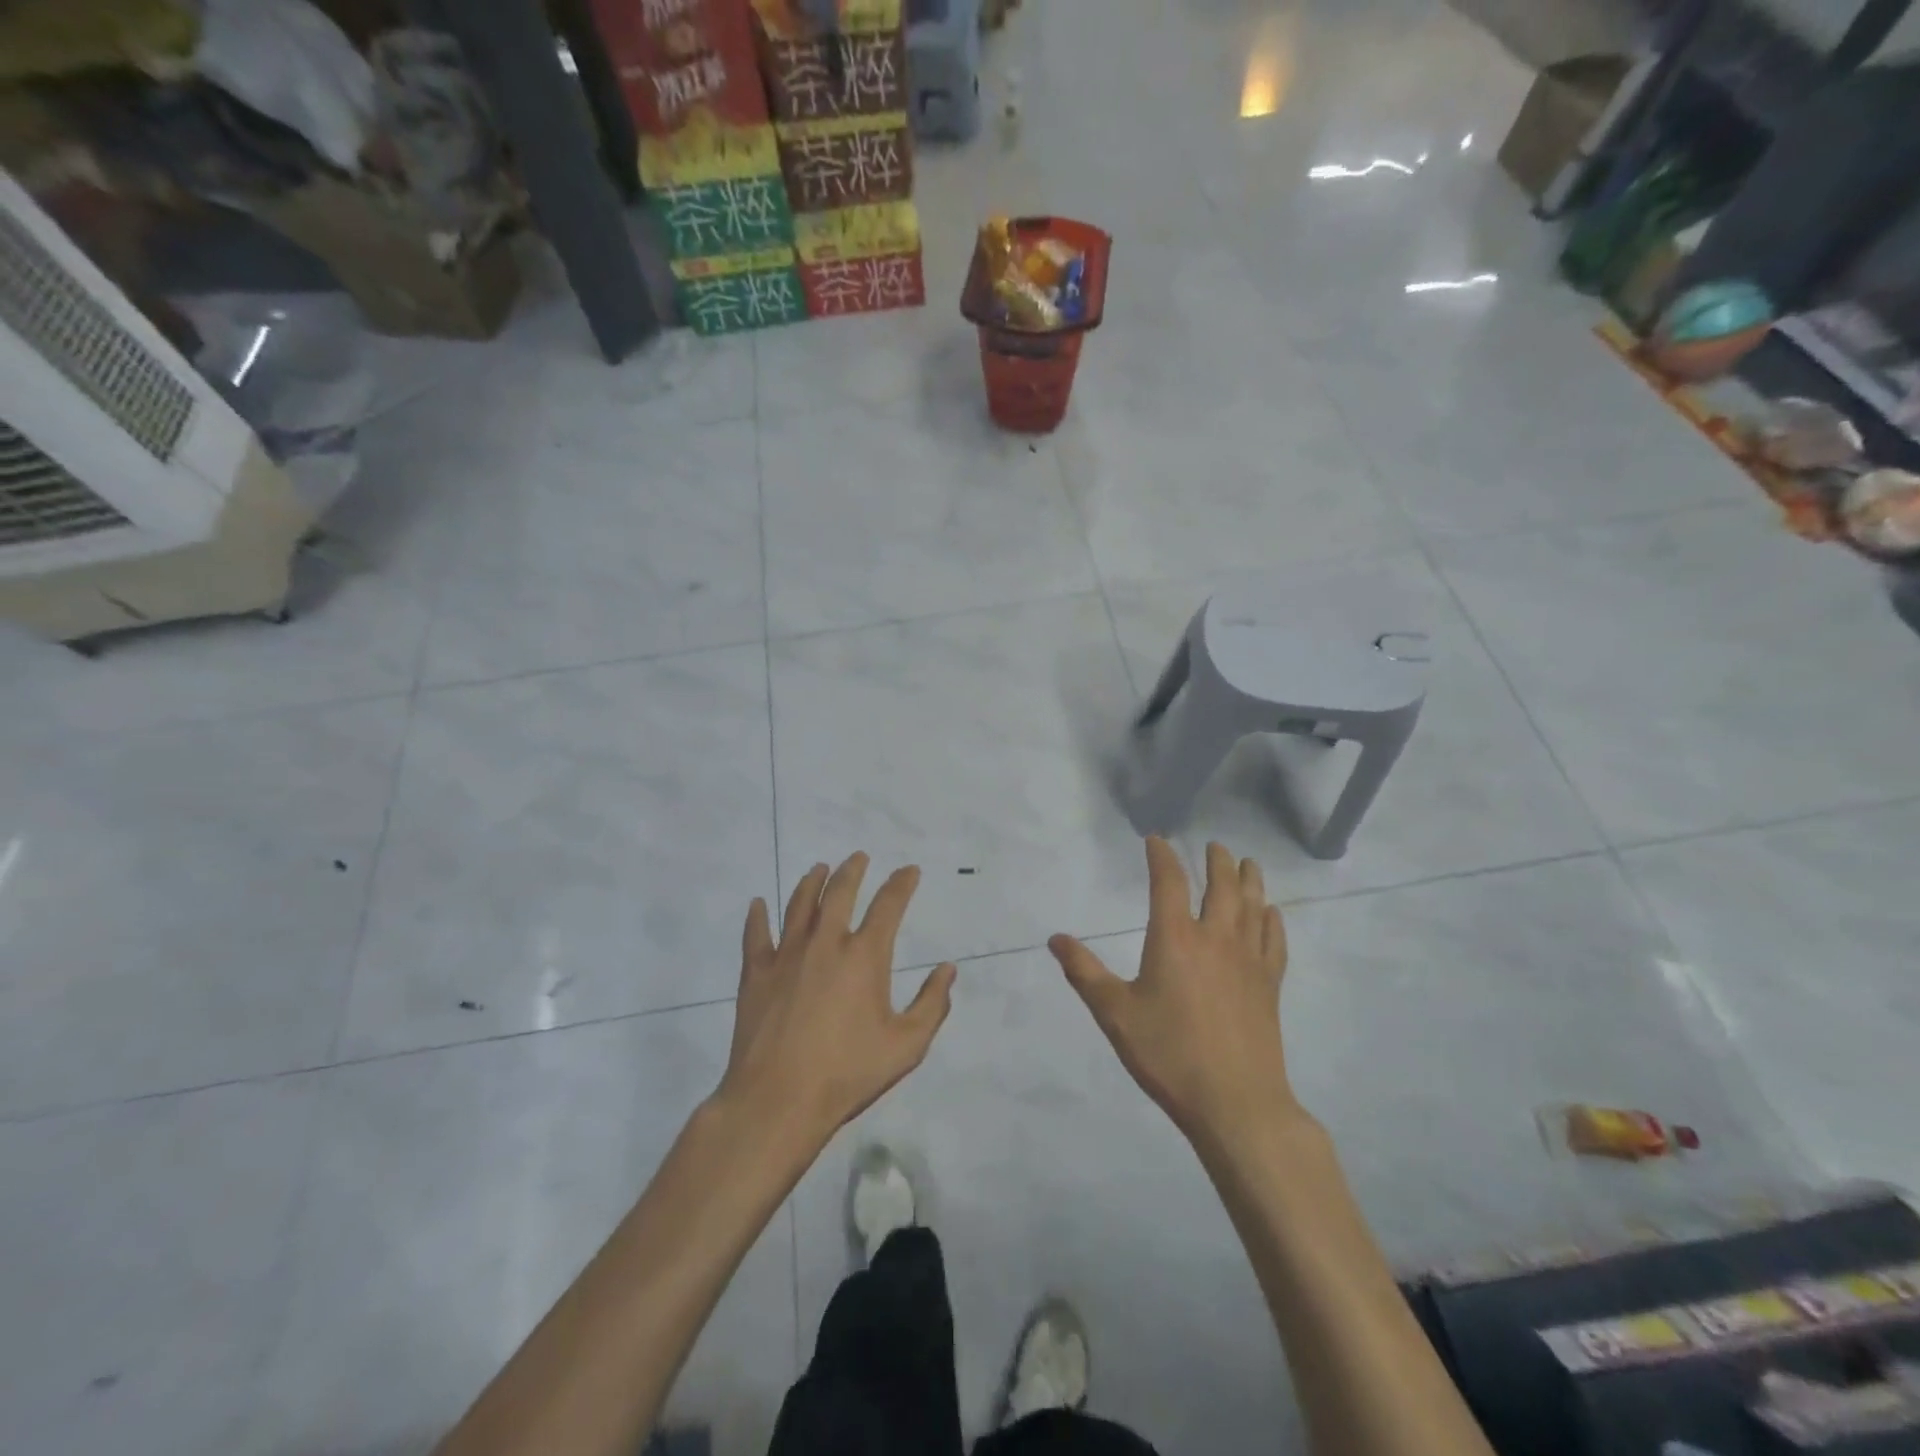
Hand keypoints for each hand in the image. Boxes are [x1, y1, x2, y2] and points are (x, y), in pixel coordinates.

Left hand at [718, 853, 955, 1144]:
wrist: (778, 1100)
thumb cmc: (848, 1073)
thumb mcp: (906, 1046)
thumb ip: (931, 1005)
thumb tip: (948, 970)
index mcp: (864, 956)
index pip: (888, 905)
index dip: (902, 884)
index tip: (909, 871)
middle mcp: (826, 943)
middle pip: (839, 892)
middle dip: (852, 870)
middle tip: (858, 857)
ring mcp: (787, 955)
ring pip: (799, 905)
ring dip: (811, 883)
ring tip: (819, 869)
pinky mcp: (756, 974)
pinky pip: (756, 936)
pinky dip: (757, 917)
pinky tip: (757, 905)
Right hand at [1049, 839, 1294, 1146]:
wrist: (1235, 1103)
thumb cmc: (1168, 1054)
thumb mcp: (1114, 1014)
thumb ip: (1084, 972)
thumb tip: (1055, 939)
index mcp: (1175, 938)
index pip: (1169, 882)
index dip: (1162, 857)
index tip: (1157, 841)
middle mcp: (1215, 938)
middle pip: (1221, 886)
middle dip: (1216, 861)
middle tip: (1214, 846)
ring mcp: (1248, 960)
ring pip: (1253, 906)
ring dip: (1249, 880)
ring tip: (1248, 863)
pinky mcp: (1269, 985)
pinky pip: (1274, 940)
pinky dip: (1273, 920)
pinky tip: (1271, 914)